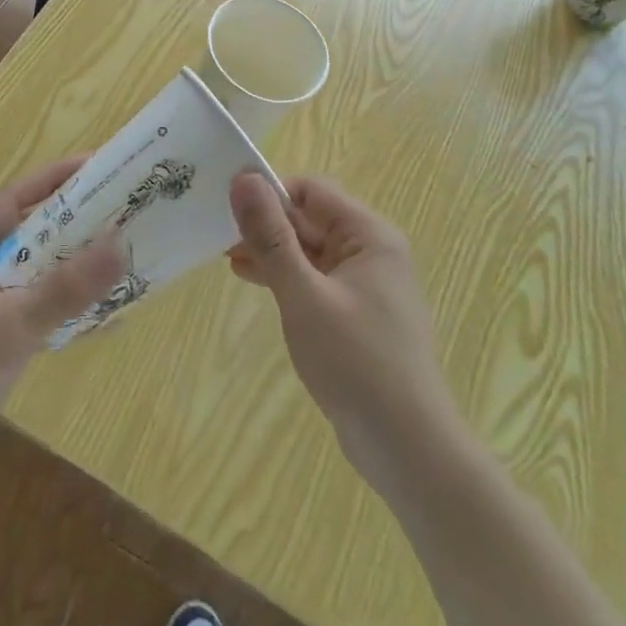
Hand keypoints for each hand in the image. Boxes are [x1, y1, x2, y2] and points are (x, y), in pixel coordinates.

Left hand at [0, 159, 124, 490]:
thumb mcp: (10, 325)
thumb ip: (66, 288)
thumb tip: (121, 242)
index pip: (15, 198)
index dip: (55, 180)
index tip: (99, 166)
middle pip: (32, 231)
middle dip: (75, 220)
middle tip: (123, 208)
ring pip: (39, 268)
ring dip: (75, 262)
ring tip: (124, 250)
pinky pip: (41, 303)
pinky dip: (69, 300)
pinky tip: (107, 307)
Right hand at [228, 173, 459, 499]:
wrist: (407, 447)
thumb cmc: (355, 361)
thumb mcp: (304, 294)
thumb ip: (271, 236)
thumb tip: (244, 178)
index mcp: (369, 236)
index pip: (311, 192)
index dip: (270, 194)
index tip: (228, 207)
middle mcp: (372, 252)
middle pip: (310, 220)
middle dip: (266, 226)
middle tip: (218, 236)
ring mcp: (365, 286)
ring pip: (309, 251)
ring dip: (272, 252)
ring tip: (228, 259)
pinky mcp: (356, 315)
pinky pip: (315, 280)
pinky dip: (286, 278)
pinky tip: (254, 281)